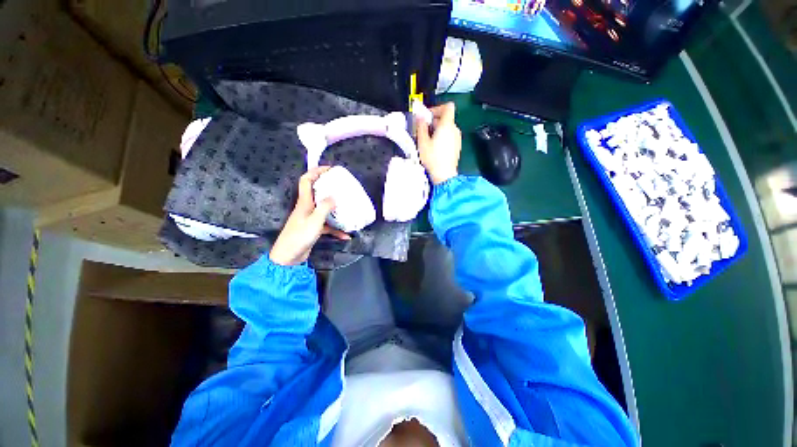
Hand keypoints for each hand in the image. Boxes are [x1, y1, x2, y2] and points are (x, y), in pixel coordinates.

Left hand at [269, 166, 350, 265]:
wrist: (289, 257)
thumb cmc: (299, 237)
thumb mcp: (315, 221)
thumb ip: (325, 208)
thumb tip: (334, 197)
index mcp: (304, 202)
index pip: (306, 180)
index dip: (316, 171)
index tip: (329, 169)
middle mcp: (307, 208)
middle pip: (317, 193)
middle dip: (329, 188)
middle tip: (342, 186)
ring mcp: (310, 218)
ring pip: (324, 209)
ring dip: (335, 209)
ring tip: (348, 208)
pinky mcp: (314, 228)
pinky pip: (327, 225)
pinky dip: (336, 230)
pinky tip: (346, 236)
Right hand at [416, 102, 461, 184]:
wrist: (444, 175)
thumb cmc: (433, 158)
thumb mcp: (422, 141)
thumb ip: (421, 126)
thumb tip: (420, 116)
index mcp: (447, 125)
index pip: (448, 107)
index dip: (437, 108)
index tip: (428, 116)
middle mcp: (454, 130)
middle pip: (446, 118)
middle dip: (434, 121)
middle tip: (423, 130)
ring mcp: (457, 139)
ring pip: (447, 128)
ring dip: (437, 130)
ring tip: (428, 140)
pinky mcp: (457, 147)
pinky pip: (449, 137)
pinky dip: (442, 138)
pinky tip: (434, 148)